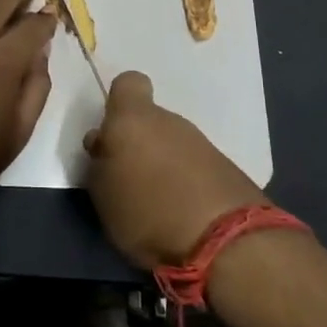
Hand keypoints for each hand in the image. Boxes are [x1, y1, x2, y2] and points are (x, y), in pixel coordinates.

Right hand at [85, 72, 267, 269]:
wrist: (226, 242)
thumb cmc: (148, 212)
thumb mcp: (102, 194)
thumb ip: (100, 163)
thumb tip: (104, 144)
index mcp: (133, 119)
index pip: (128, 84)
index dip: (119, 103)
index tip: (113, 133)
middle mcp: (169, 121)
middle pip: (150, 120)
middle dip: (139, 145)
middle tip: (129, 181)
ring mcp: (202, 143)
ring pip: (173, 144)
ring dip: (164, 166)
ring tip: (157, 205)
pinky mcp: (226, 168)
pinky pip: (195, 167)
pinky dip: (187, 183)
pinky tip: (184, 214)